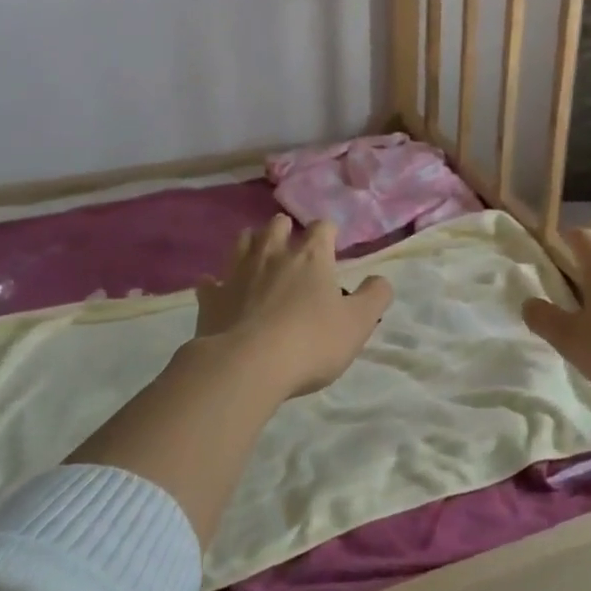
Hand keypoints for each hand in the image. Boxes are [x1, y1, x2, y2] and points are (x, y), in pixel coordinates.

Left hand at [194, 216, 393, 398]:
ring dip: (252, 245)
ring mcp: (237, 273)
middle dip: (286, 231)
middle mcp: (272, 254)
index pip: (322, 227)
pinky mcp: (211, 298)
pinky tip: (221, 290)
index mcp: (310, 256)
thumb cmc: (311, 342)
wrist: (246, 366)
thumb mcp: (358, 323)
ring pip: (242, 241)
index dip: (329, 234)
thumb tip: (380, 279)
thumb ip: (375, 296)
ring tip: (260, 260)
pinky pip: (210, 281)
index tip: (333, 248)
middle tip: (294, 251)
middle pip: (277, 224)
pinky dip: (217, 283)